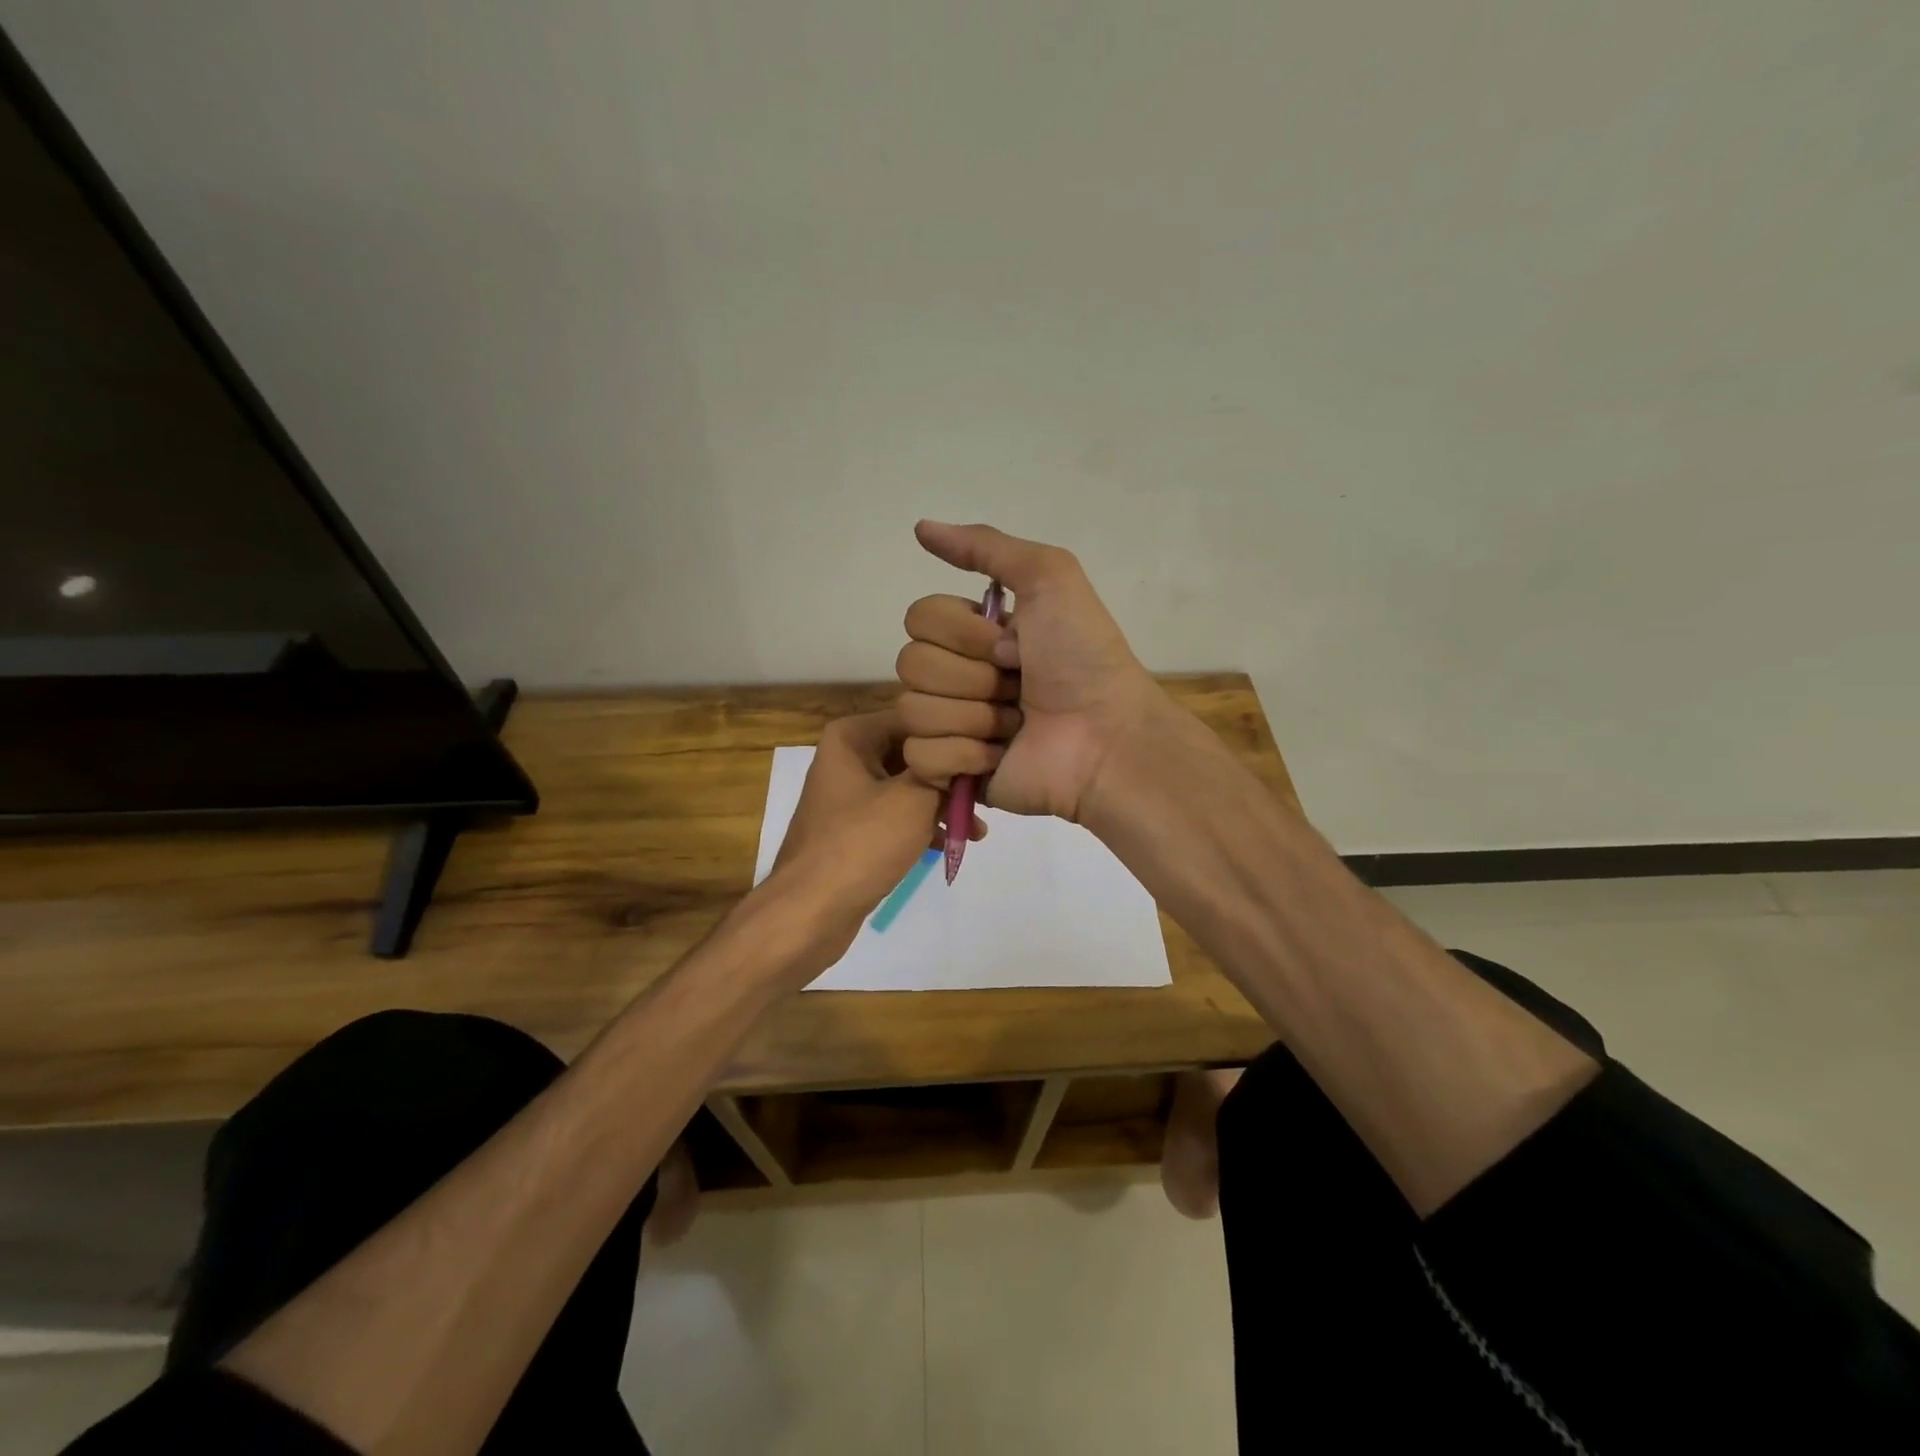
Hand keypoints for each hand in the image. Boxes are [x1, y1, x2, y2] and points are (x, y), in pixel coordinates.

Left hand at [766, 709, 983, 969]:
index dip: (956, 734)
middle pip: (913, 753)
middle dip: (952, 776)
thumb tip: (975, 750)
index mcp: (852, 737)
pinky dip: (923, 825)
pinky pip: (896, 815)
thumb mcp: (914, 799)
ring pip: (908, 787)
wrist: (809, 911)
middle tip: (989, 794)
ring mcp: (848, 795)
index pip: (917, 718)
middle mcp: (847, 757)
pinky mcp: (852, 829)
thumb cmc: (861, 844)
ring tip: (977, 829)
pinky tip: (952, 843)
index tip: (991, 753)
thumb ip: (947, 768)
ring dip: (943, 805)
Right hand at [895, 521, 1164, 822]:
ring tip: (1016, 724)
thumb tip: (920, 527)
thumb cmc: (1082, 656)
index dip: (963, 632)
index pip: (919, 619)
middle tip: (1018, 686)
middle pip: (911, 664)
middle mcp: (955, 675)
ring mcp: (950, 725)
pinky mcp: (950, 771)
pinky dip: (965, 754)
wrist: (1105, 735)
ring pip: (913, 711)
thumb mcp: (1048, 578)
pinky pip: (921, 756)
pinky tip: (1001, 755)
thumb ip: (986, 547)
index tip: (1014, 644)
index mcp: (972, 634)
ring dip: (975, 716)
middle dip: (973, 676)